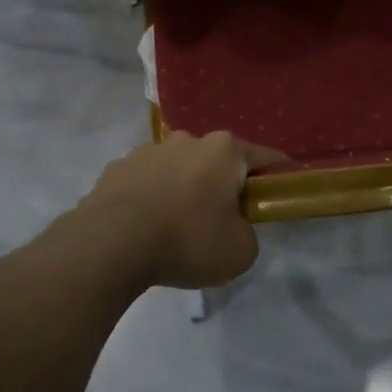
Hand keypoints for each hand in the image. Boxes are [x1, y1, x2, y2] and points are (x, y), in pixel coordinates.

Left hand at [77, 131, 284, 288]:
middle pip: (217, 162)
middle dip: (223, 185)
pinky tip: (146, 229)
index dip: (278, 177)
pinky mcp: (115, 169)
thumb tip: (232, 228)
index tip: (280, 194)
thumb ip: (247, 234)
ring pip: (178, 170)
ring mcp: (146, 151)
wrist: (111, 245)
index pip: (265, 158)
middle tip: (223, 221)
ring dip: (184, 190)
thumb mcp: (240, 251)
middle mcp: (187, 140)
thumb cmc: (188, 240)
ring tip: (177, 229)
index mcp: (224, 150)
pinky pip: (145, 184)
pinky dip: (151, 200)